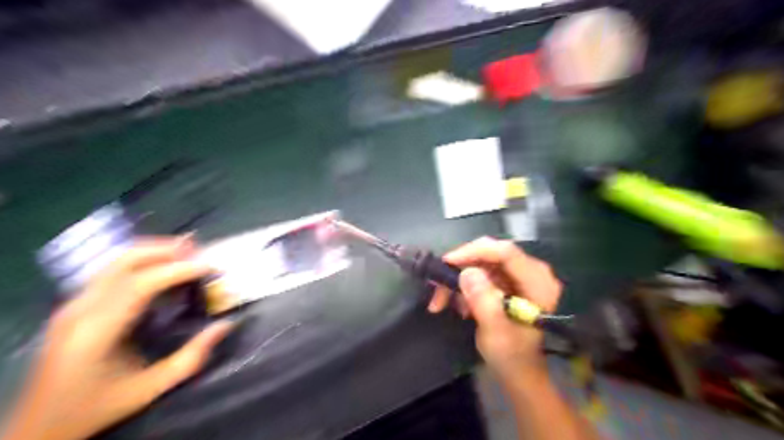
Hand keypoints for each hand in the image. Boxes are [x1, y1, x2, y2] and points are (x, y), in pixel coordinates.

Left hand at [6, 239, 231, 439]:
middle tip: (201, 251)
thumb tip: (226, 325)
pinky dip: (143, 262)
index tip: (210, 267)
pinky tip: (164, 269)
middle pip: (125, 260)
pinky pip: (113, 270)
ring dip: (155, 251)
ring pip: (117, 260)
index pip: (140, 284)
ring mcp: (73, 303)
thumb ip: (192, 357)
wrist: (38, 425)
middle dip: (166, 250)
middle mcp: (80, 309)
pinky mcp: (76, 303)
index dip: (178, 270)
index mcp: (96, 331)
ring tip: (188, 255)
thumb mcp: (151, 388)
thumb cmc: (97, 407)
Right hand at [432, 237, 560, 381]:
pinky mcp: (508, 281)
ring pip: (481, 263)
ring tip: (442, 301)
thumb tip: (467, 272)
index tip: (447, 263)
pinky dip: (464, 285)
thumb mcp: (496, 333)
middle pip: (491, 254)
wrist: (520, 372)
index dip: (474, 252)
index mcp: (538, 282)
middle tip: (437, 284)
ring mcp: (519, 276)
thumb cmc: (512, 357)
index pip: (505, 252)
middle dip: (461, 267)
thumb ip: (484, 302)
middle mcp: (531, 272)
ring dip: (458, 279)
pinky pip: (481, 272)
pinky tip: (458, 304)